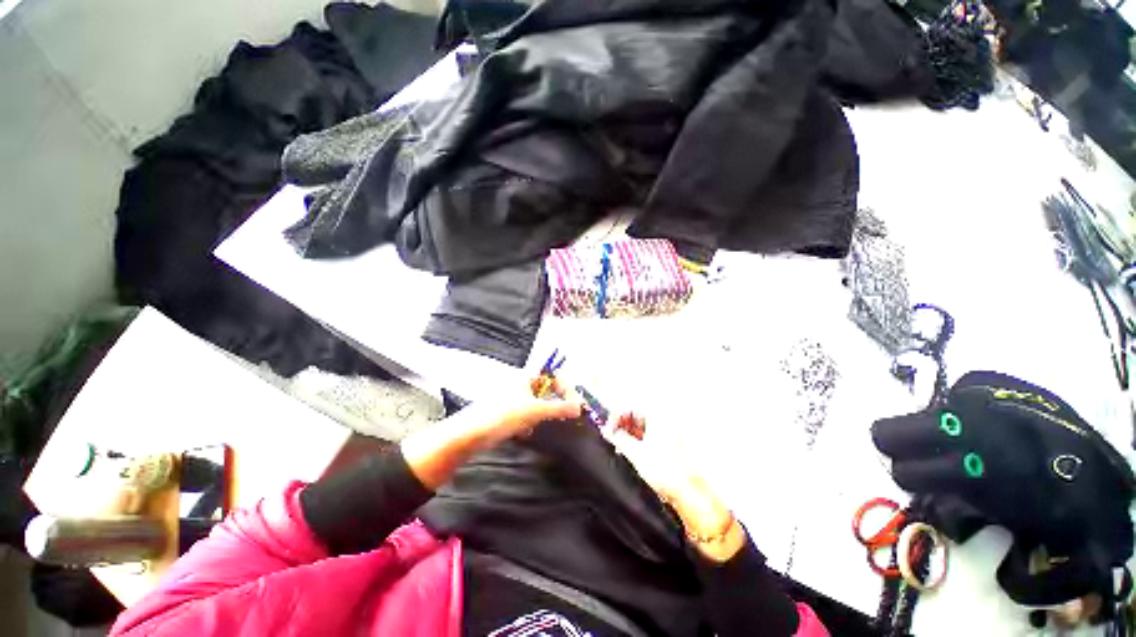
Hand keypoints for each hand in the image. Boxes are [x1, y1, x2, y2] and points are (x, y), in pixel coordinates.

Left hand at [401, 381, 582, 490]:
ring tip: (537, 425)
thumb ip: (558, 408)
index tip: (572, 404)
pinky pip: (523, 415)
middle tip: (559, 416)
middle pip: (543, 390)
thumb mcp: (534, 411)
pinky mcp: (503, 414)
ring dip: (539, 415)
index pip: (551, 375)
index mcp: (525, 377)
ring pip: (534, 405)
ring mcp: (510, 399)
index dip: (564, 387)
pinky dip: (528, 423)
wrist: (469, 435)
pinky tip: (523, 433)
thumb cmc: (502, 415)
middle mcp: (518, 385)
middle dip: (551, 404)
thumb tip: (580, 407)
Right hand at [605, 413, 746, 561]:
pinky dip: (639, 440)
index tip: (608, 429)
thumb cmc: (665, 470)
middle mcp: (664, 420)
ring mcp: (669, 432)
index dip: (616, 416)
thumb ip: (618, 438)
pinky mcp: (671, 444)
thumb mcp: (635, 453)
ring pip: (643, 425)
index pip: (630, 406)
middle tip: (612, 437)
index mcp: (657, 416)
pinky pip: (650, 435)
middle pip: (637, 414)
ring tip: (620, 447)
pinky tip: (632, 452)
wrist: (689, 492)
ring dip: (629, 433)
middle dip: (622, 424)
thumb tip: (608, 431)